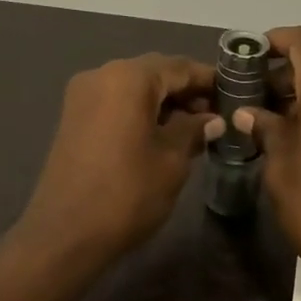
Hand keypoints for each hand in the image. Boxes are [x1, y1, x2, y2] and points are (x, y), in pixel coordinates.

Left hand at [18, 54, 222, 260]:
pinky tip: (163, 134)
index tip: (235, 93)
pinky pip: (117, 103)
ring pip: (135, 88)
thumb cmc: (127, 193)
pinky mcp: (74, 118)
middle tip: (217, 114)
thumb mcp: (172, 160)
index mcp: (129, 78)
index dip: (209, 79)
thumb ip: (194, 130)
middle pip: (155, 73)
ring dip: (164, 102)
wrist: (65, 234)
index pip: (179, 67)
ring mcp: (83, 96)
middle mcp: (102, 75)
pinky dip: (142, 111)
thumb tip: (212, 120)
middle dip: (186, 90)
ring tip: (195, 128)